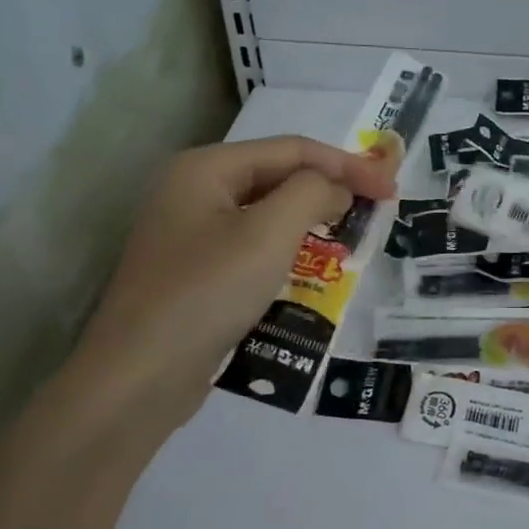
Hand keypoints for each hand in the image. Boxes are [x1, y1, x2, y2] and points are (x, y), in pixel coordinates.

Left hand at [53, 135, 394, 447]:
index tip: (390, 189)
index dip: (347, 165)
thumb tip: (335, 188)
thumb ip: (312, 192)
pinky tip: (310, 265)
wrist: (138, 378)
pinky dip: (287, 247)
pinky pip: (252, 243)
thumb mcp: (269, 233)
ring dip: (310, 218)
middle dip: (329, 188)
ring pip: (266, 211)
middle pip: (278, 176)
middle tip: (375, 209)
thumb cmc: (207, 292)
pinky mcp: (195, 270)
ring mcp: (190, 232)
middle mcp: (194, 190)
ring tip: (350, 233)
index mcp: (207, 168)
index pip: (292, 150)